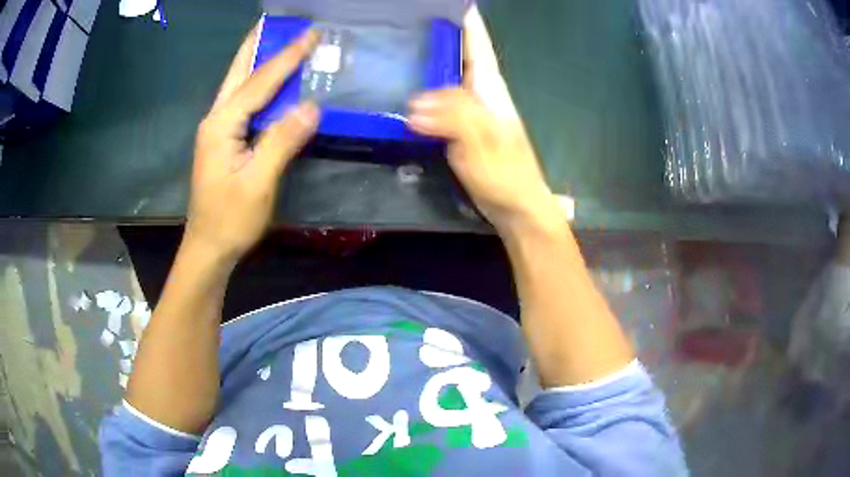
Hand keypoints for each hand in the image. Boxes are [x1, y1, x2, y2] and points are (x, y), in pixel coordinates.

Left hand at [186, 26, 319, 263]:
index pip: (259, 82)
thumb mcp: (258, 183)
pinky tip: (269, 81)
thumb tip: (312, 107)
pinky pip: (243, 103)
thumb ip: (281, 141)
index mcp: (222, 125)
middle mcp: (216, 120)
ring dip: (257, 61)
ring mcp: (217, 130)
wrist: (208, 248)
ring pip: (238, 85)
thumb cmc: (230, 220)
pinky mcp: (223, 141)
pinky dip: (258, 84)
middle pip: (238, 73)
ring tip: (273, 40)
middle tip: (274, 23)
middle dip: (257, 45)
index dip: (286, 58)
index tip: (310, 34)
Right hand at [408, 6, 560, 231]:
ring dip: (428, 61)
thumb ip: (454, 117)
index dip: (467, 23)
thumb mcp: (481, 143)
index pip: (477, 45)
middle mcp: (480, 94)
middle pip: (459, 56)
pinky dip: (423, 91)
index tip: (451, 5)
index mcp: (490, 89)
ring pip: (447, 77)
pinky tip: (405, 91)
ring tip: (400, 48)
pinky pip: (439, 101)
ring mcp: (471, 112)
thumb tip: (415, 104)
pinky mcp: (461, 129)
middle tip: (407, 24)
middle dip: (439, 35)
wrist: (517, 208)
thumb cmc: (506, 175)